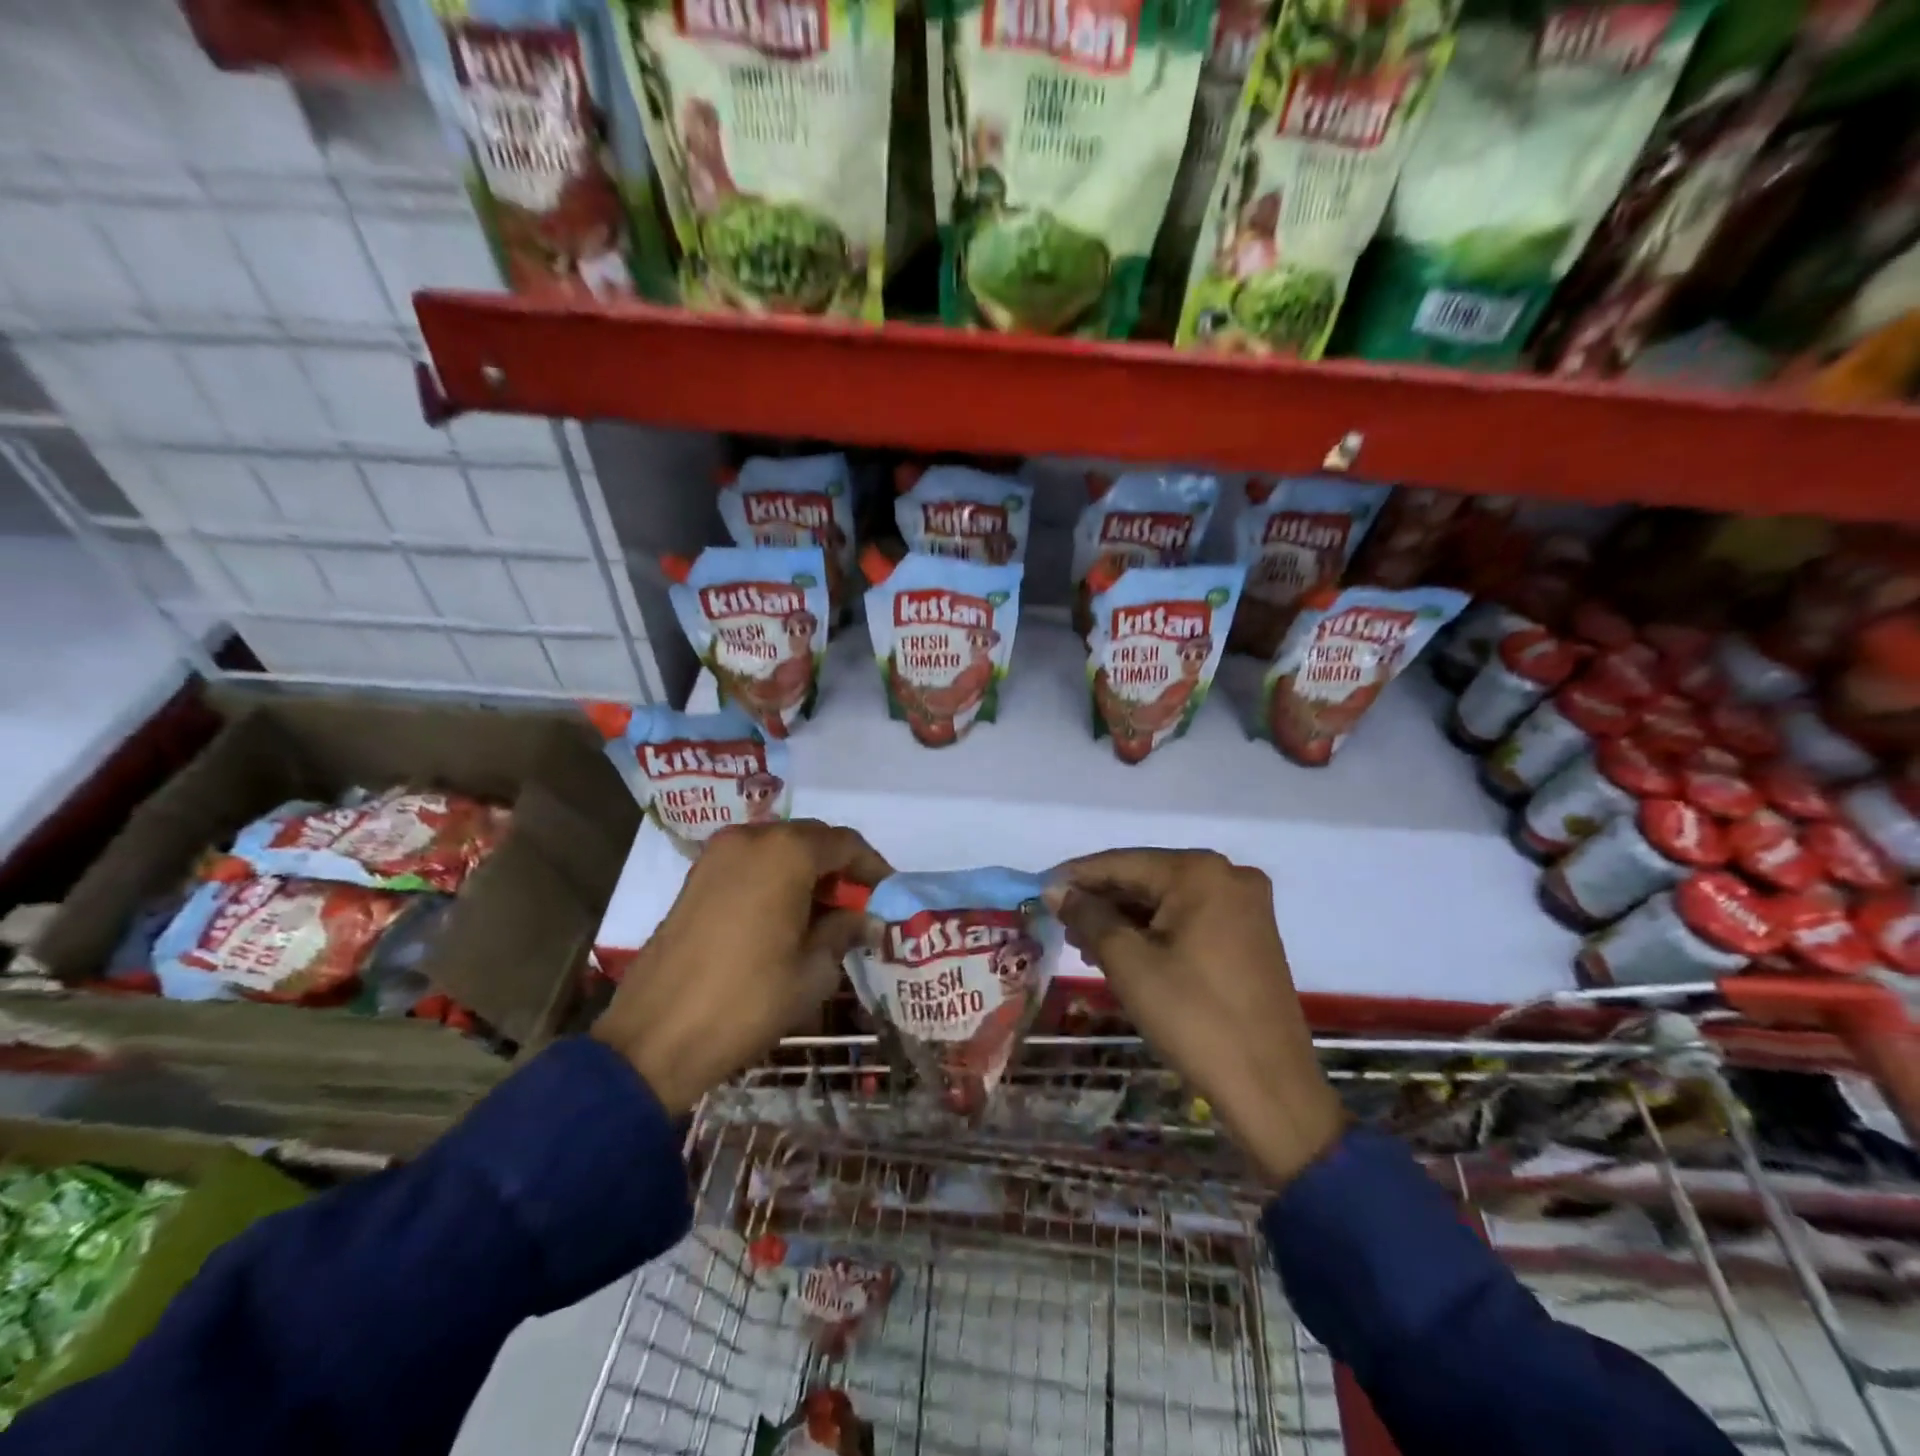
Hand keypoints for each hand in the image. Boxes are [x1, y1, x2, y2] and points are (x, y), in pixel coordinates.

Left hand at [593, 820, 889, 1116]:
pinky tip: (785, 917)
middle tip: (858, 907)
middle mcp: (752, 838)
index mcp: (786, 852)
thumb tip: (865, 920)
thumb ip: (844, 932)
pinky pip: (751, 864)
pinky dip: (775, 879)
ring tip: (824, 915)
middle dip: (839, 869)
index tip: (888, 896)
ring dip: (807, 873)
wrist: (656, 1037)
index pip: (846, 843)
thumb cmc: (747, 1001)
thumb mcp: (812, 971)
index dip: (873, 868)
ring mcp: (717, 855)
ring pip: (779, 849)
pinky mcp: (696, 877)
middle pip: (811, 839)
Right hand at [1045, 850, 1344, 1187]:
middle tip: (1062, 926)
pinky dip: (1155, 931)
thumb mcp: (1128, 962)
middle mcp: (1228, 875)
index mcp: (1200, 873)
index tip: (1040, 891)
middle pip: (1147, 878)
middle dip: (1102, 901)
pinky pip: (1190, 918)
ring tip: (1086, 945)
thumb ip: (1088, 916)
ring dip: (1126, 918)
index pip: (1122, 863)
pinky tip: (1125, 952)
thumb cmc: (1193, 1017)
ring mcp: (1245, 905)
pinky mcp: (1251, 934)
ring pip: (1167, 900)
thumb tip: (1056, 889)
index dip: (1077, 877)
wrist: (1270, 1087)